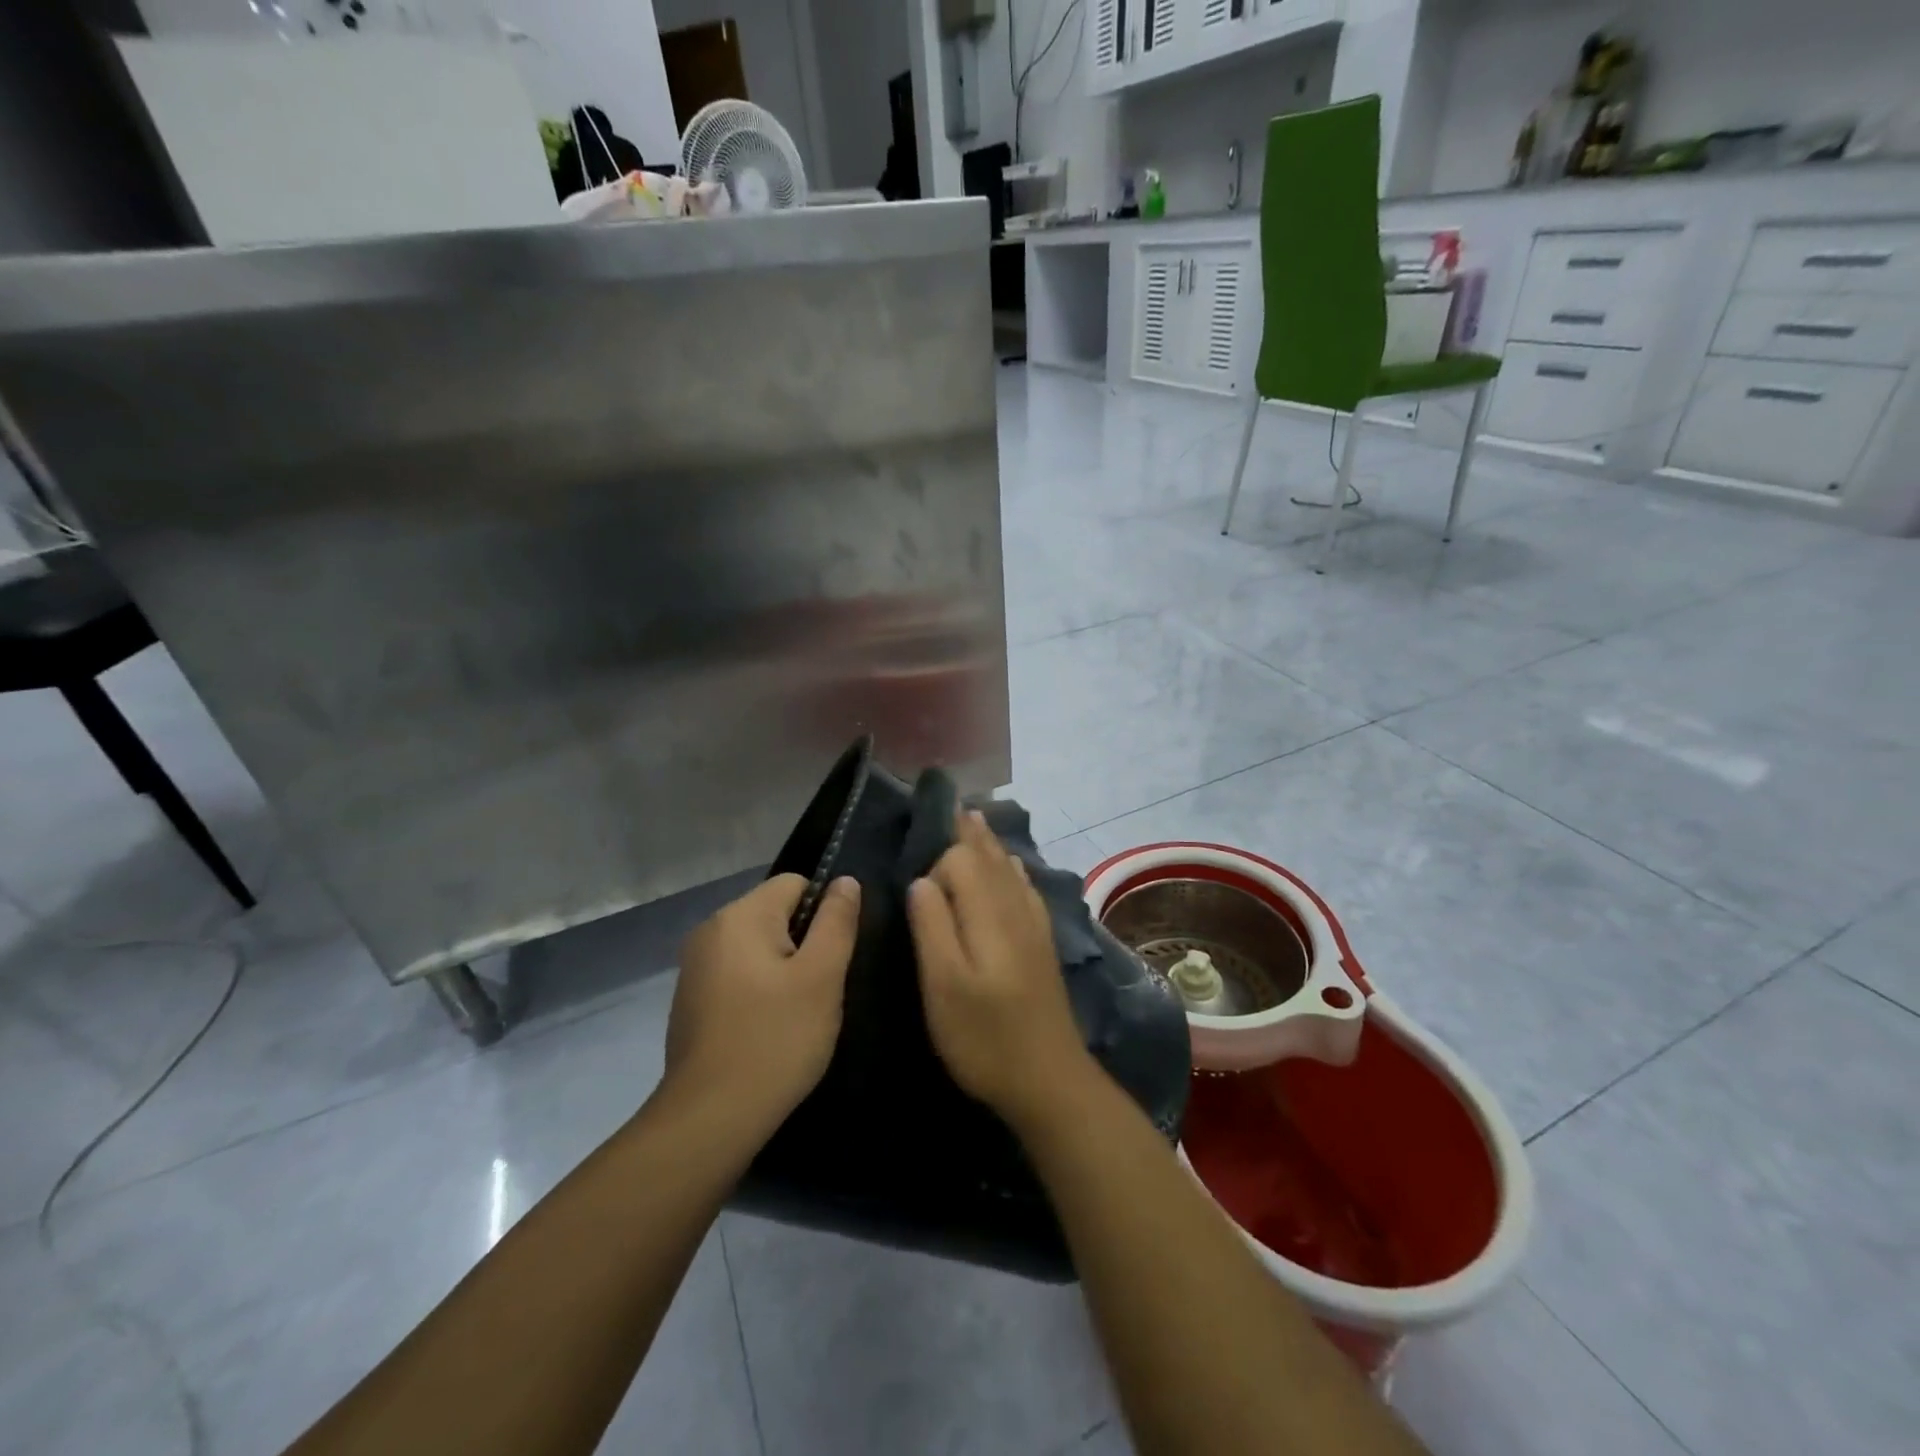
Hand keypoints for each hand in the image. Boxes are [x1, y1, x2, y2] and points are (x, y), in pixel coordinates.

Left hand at [665, 873, 860, 1132]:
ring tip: (798, 1011)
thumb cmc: (775, 1040)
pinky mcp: (691, 999)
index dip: (824, 911)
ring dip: (783, 968)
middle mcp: (710, 930)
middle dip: (804, 942)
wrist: (709, 1119)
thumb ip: (837, 921)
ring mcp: (695, 966)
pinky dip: (759, 989)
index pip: (796, 883)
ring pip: (758, 946)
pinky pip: (738, 973)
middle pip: (775, 913)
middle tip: (820, 988)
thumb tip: (844, 881)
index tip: (833, 956)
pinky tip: (769, 1028)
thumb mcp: (822, 977)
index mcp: (740, 916)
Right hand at [907, 810, 1097, 1132]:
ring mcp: (1033, 925)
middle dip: (969, 832)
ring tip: (975, 820)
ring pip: (1010, 869)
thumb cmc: (986, 1037)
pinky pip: (1026, 888)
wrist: (1050, 1080)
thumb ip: (932, 926)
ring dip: (990, 844)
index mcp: (989, 913)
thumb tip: (922, 880)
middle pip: (990, 857)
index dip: (938, 858)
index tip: (916, 859)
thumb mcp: (944, 986)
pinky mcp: (1042, 943)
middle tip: (953, 804)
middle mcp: (1015, 908)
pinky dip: (1012, 868)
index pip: (962, 860)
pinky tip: (1012, 866)